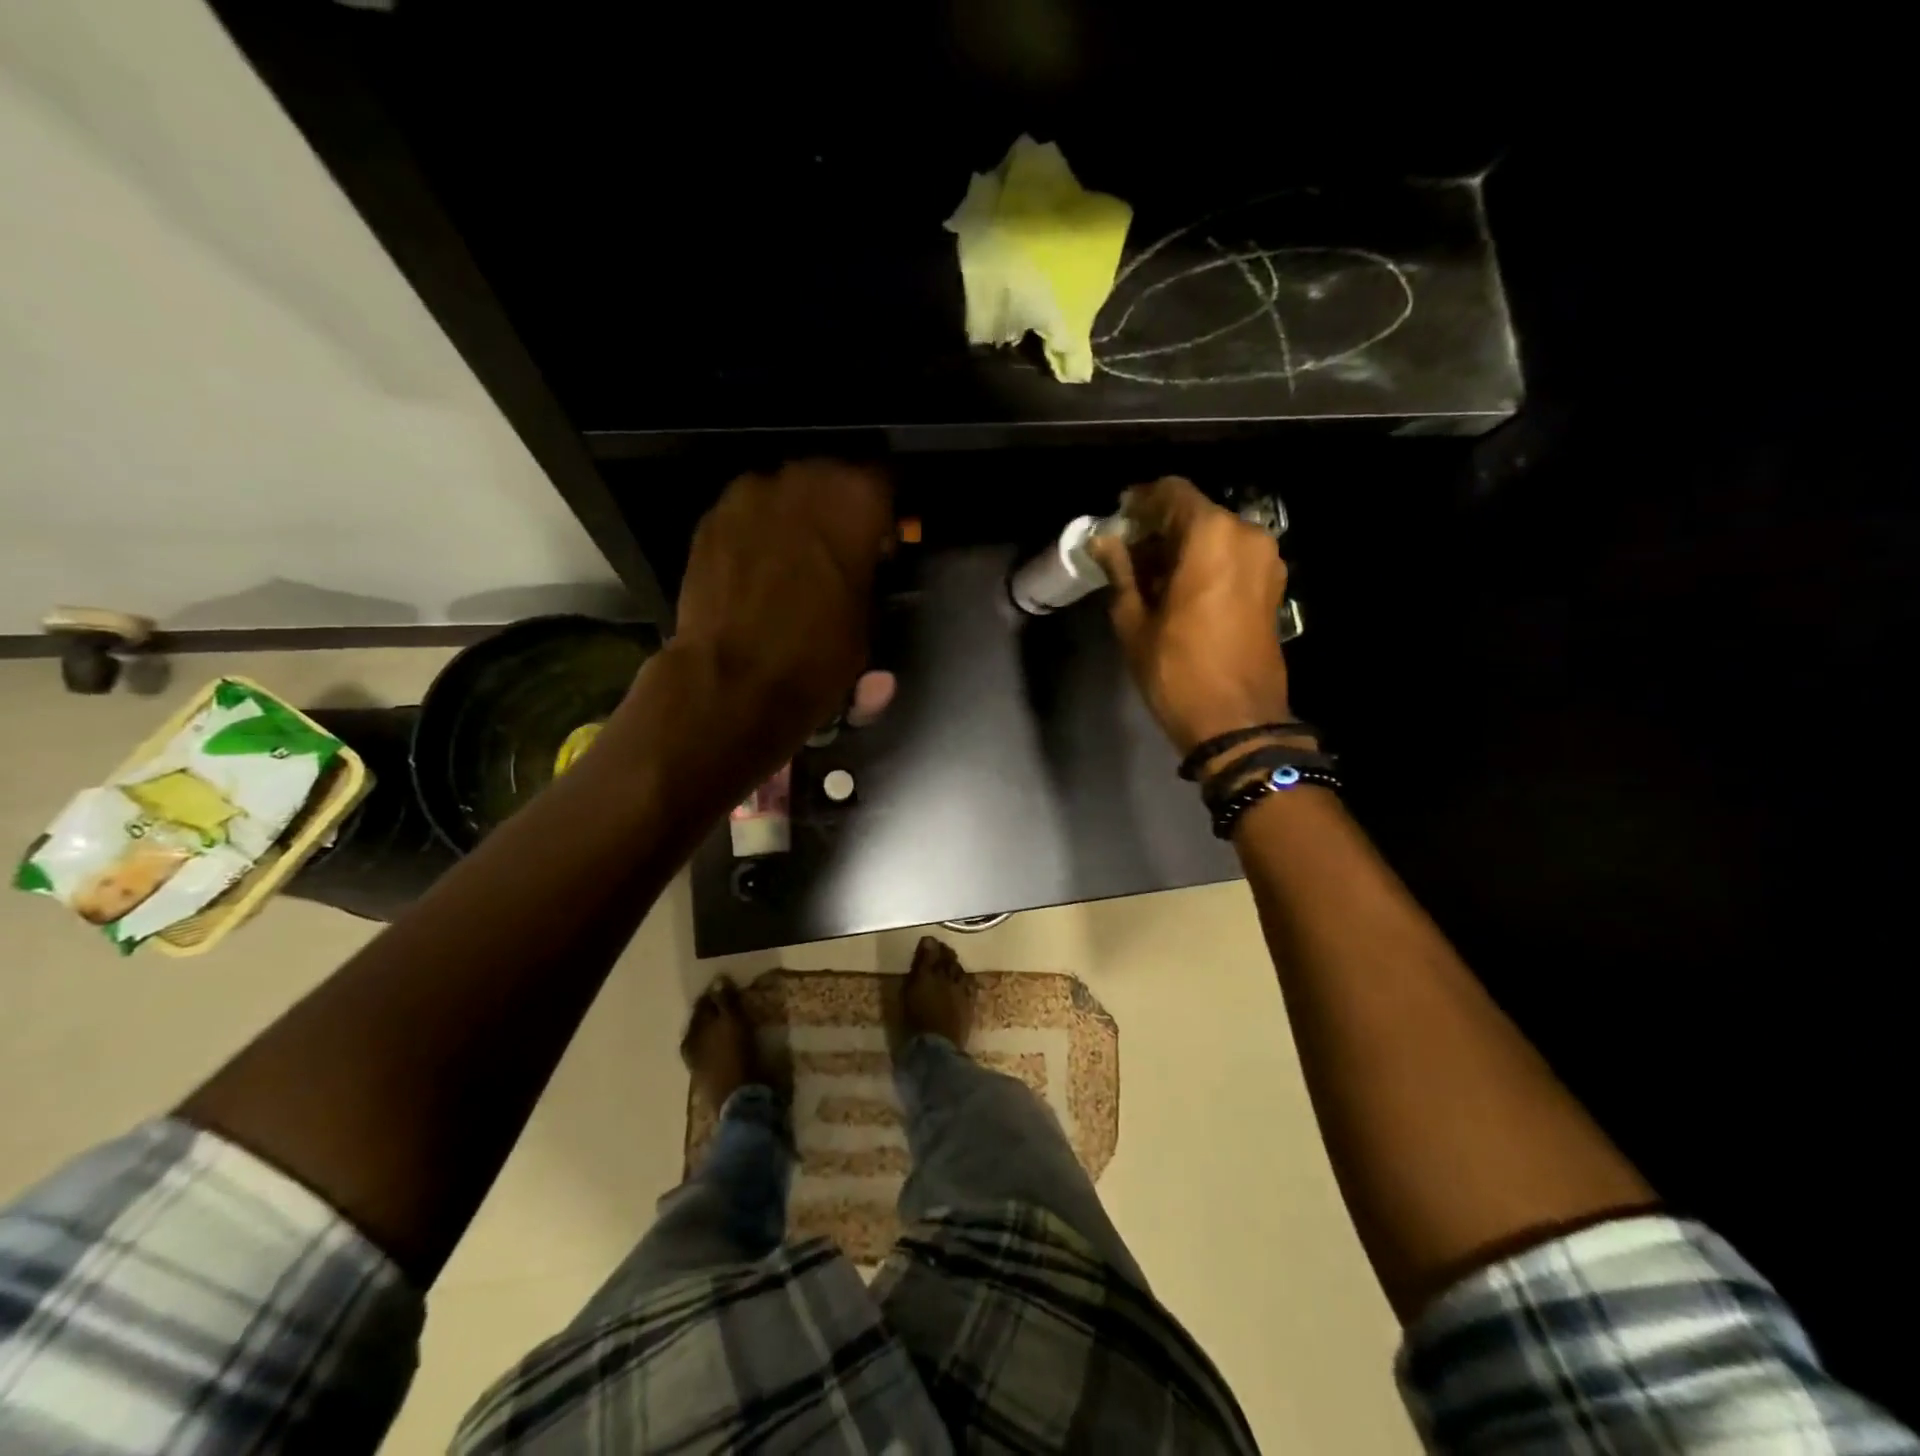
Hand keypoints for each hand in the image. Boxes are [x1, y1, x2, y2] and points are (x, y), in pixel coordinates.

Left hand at [634, 460, 892, 779]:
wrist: (733, 683)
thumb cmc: (817, 656)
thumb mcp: (867, 620)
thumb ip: (870, 575)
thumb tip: (866, 563)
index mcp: (854, 499)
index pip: (885, 480)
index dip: (886, 512)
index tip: (885, 540)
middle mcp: (802, 478)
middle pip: (832, 475)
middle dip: (839, 508)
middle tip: (842, 549)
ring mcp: (749, 493)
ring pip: (786, 490)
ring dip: (797, 515)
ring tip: (797, 558)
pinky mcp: (711, 517)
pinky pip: (748, 512)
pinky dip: (759, 530)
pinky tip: (760, 567)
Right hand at [1089, 477, 1294, 754]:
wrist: (1237, 722)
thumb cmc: (1178, 671)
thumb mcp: (1135, 621)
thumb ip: (1121, 572)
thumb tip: (1104, 542)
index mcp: (1211, 536)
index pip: (1171, 492)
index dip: (1140, 501)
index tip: (1117, 519)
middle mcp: (1246, 536)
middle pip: (1195, 512)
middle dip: (1159, 527)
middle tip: (1127, 554)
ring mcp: (1265, 561)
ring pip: (1215, 535)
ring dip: (1181, 547)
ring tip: (1149, 577)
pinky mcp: (1272, 586)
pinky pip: (1232, 557)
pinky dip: (1204, 562)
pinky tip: (1178, 589)